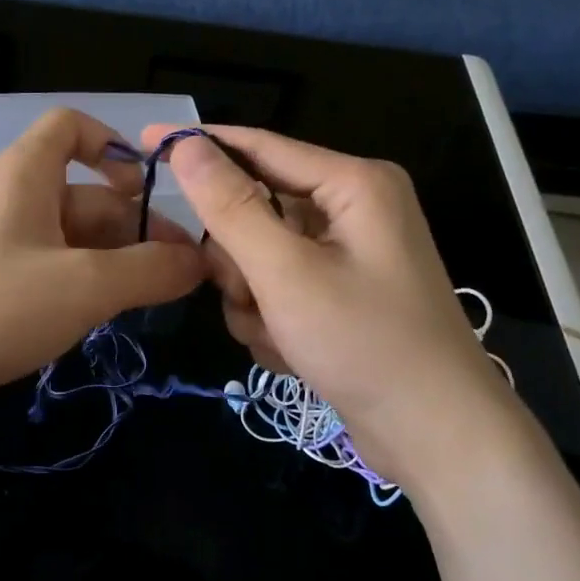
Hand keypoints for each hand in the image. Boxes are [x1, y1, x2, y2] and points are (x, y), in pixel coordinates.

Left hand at [0, 109, 205, 427]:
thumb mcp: (83, 286)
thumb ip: (148, 272)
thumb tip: (198, 262)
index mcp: (24, 176)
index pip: (70, 126)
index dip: (113, 143)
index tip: (148, 187)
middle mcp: (5, 201)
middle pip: (80, 194)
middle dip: (129, 227)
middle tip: (175, 273)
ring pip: (63, 239)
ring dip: (107, 262)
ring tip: (145, 300)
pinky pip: (39, 272)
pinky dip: (73, 286)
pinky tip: (94, 320)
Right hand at [145, 125, 528, 485]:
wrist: (435, 436)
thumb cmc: (364, 343)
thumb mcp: (286, 273)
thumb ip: (232, 207)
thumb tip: (185, 146)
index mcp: (353, 185)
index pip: (260, 147)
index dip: (201, 145)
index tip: (144, 144)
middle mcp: (353, 211)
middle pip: (257, 211)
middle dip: (240, 261)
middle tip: (247, 295)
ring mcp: (347, 257)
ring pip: (260, 258)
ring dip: (254, 300)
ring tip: (279, 335)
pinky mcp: (340, 296)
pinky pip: (279, 290)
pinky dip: (273, 321)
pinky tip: (292, 352)